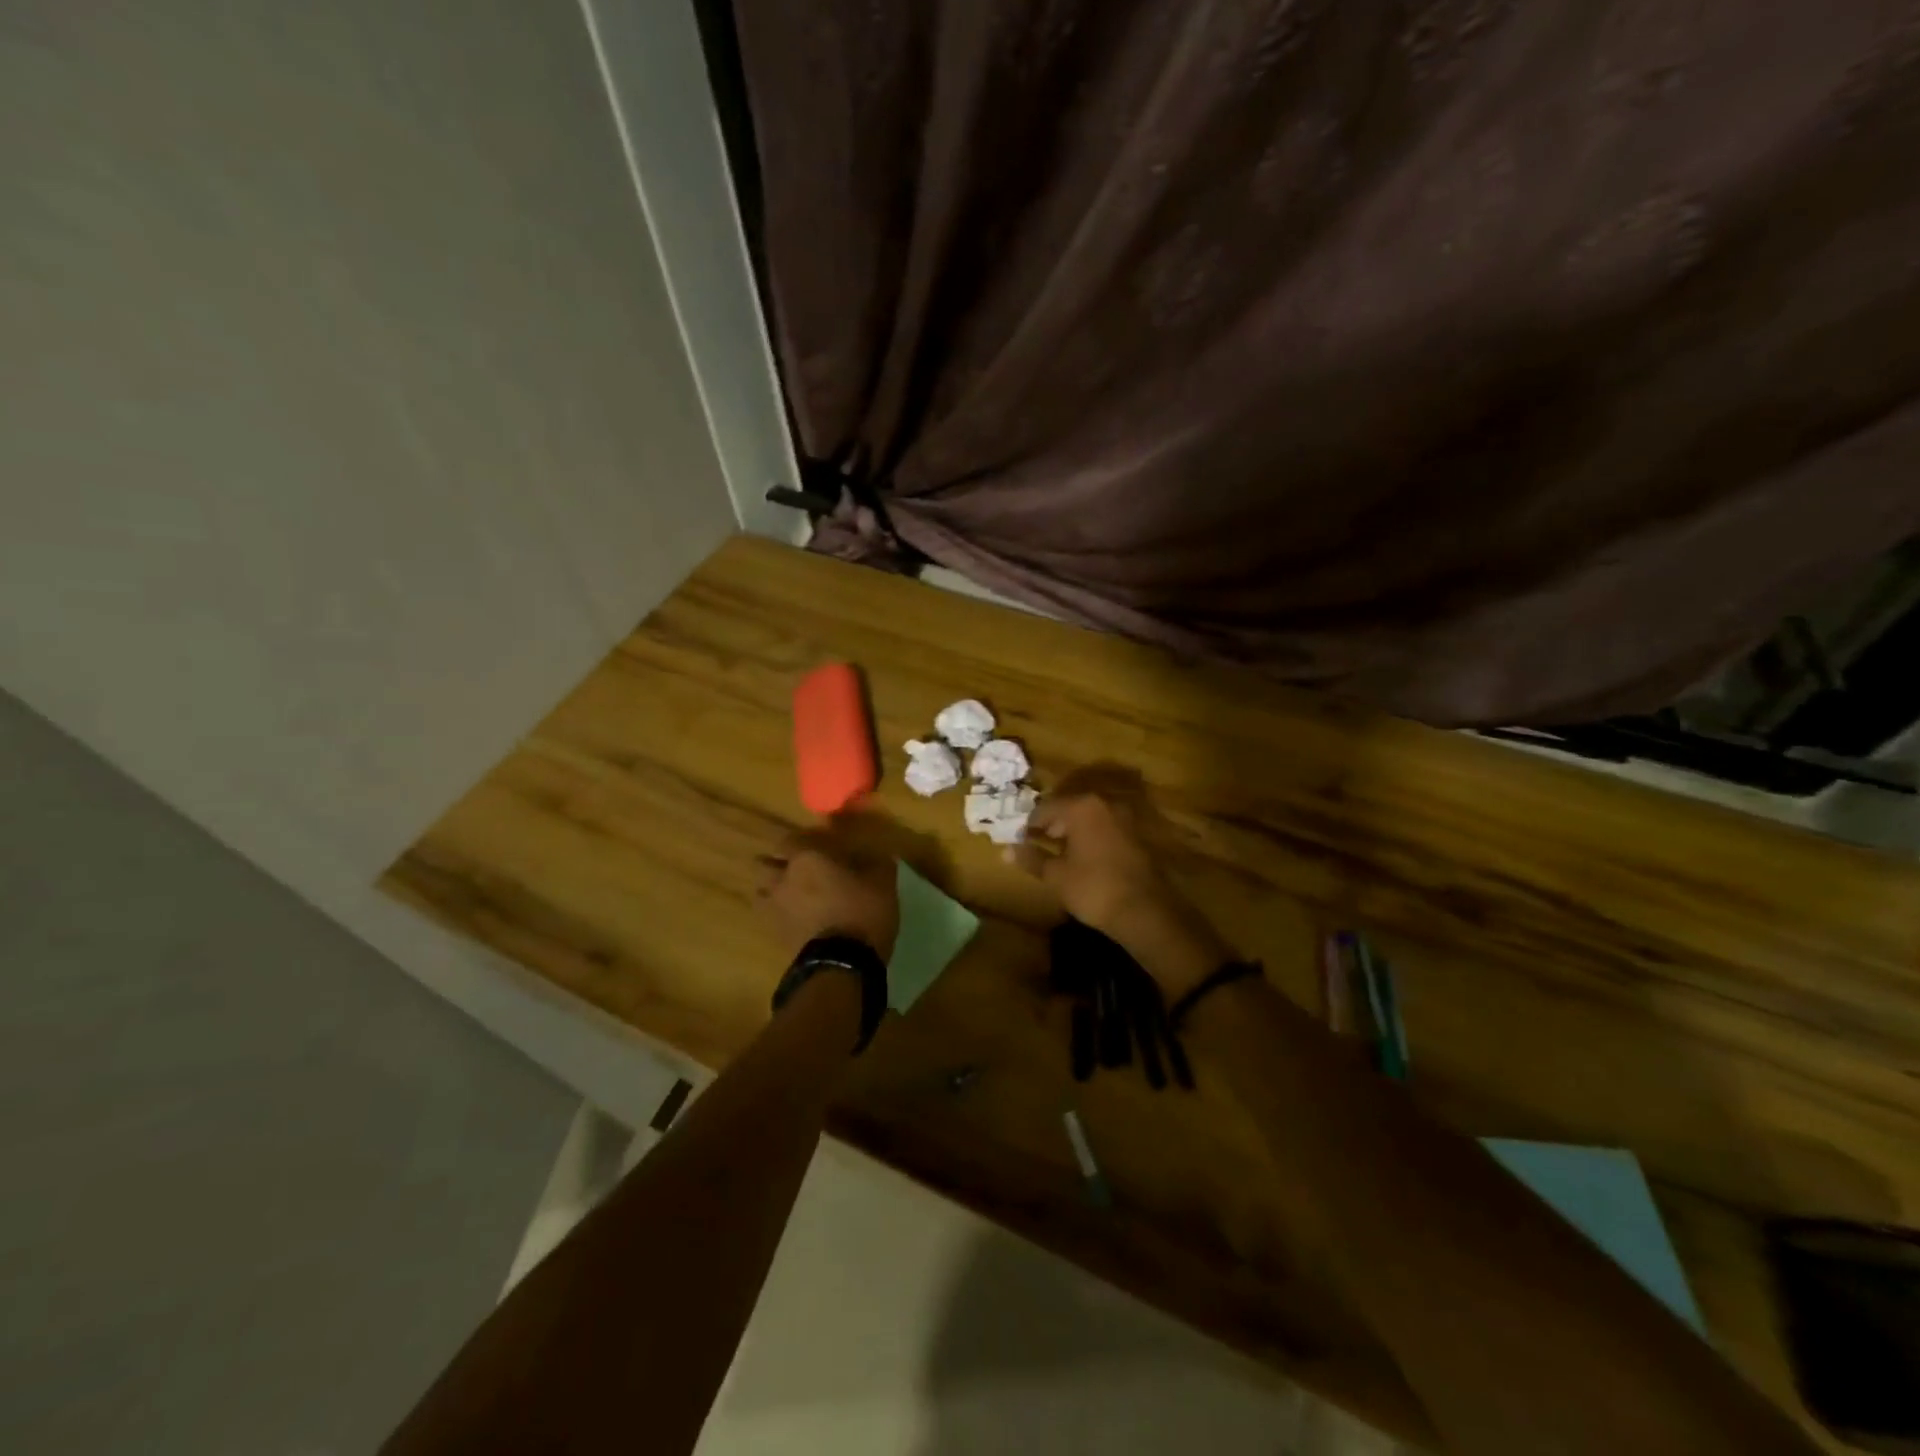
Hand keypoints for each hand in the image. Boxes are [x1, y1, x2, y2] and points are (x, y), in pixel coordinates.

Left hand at [754, 818, 899, 961]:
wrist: (841, 963)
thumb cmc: (862, 912)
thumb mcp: (882, 882)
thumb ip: (876, 863)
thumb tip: (877, 856)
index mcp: (807, 858)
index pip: (791, 840)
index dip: (803, 842)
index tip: (819, 847)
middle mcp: (783, 878)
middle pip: (766, 864)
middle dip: (778, 864)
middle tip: (799, 870)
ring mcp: (775, 907)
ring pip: (762, 891)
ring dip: (773, 889)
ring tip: (792, 895)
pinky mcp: (775, 933)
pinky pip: (769, 916)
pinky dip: (779, 913)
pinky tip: (796, 918)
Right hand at [1013, 766, 1233, 996]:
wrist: (1145, 911)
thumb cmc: (1093, 888)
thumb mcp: (1056, 875)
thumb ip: (1031, 858)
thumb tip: (1006, 850)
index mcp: (1081, 807)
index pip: (1045, 807)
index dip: (1030, 824)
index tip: (1020, 839)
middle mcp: (1104, 803)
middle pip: (1069, 807)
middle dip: (1052, 823)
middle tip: (1038, 842)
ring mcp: (1124, 817)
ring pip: (1089, 816)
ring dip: (1073, 829)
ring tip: (1059, 851)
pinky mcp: (1137, 833)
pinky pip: (1105, 827)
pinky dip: (1091, 836)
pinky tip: (1084, 856)